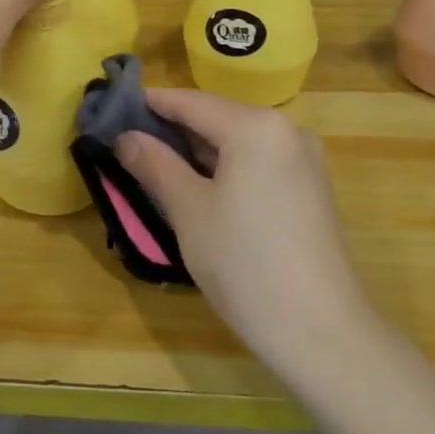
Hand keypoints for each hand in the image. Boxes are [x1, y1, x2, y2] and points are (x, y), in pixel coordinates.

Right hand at [116, 89, 377, 393]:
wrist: (321, 332)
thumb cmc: (245, 263)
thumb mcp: (188, 210)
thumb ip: (155, 164)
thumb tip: (125, 137)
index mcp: (254, 126)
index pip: (190, 101)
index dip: (149, 104)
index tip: (113, 110)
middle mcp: (286, 130)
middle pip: (216, 117)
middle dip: (172, 129)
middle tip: (127, 143)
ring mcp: (304, 159)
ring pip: (237, 140)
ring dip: (197, 150)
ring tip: (155, 165)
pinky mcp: (310, 188)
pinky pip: (257, 161)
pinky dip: (225, 167)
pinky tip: (199, 187)